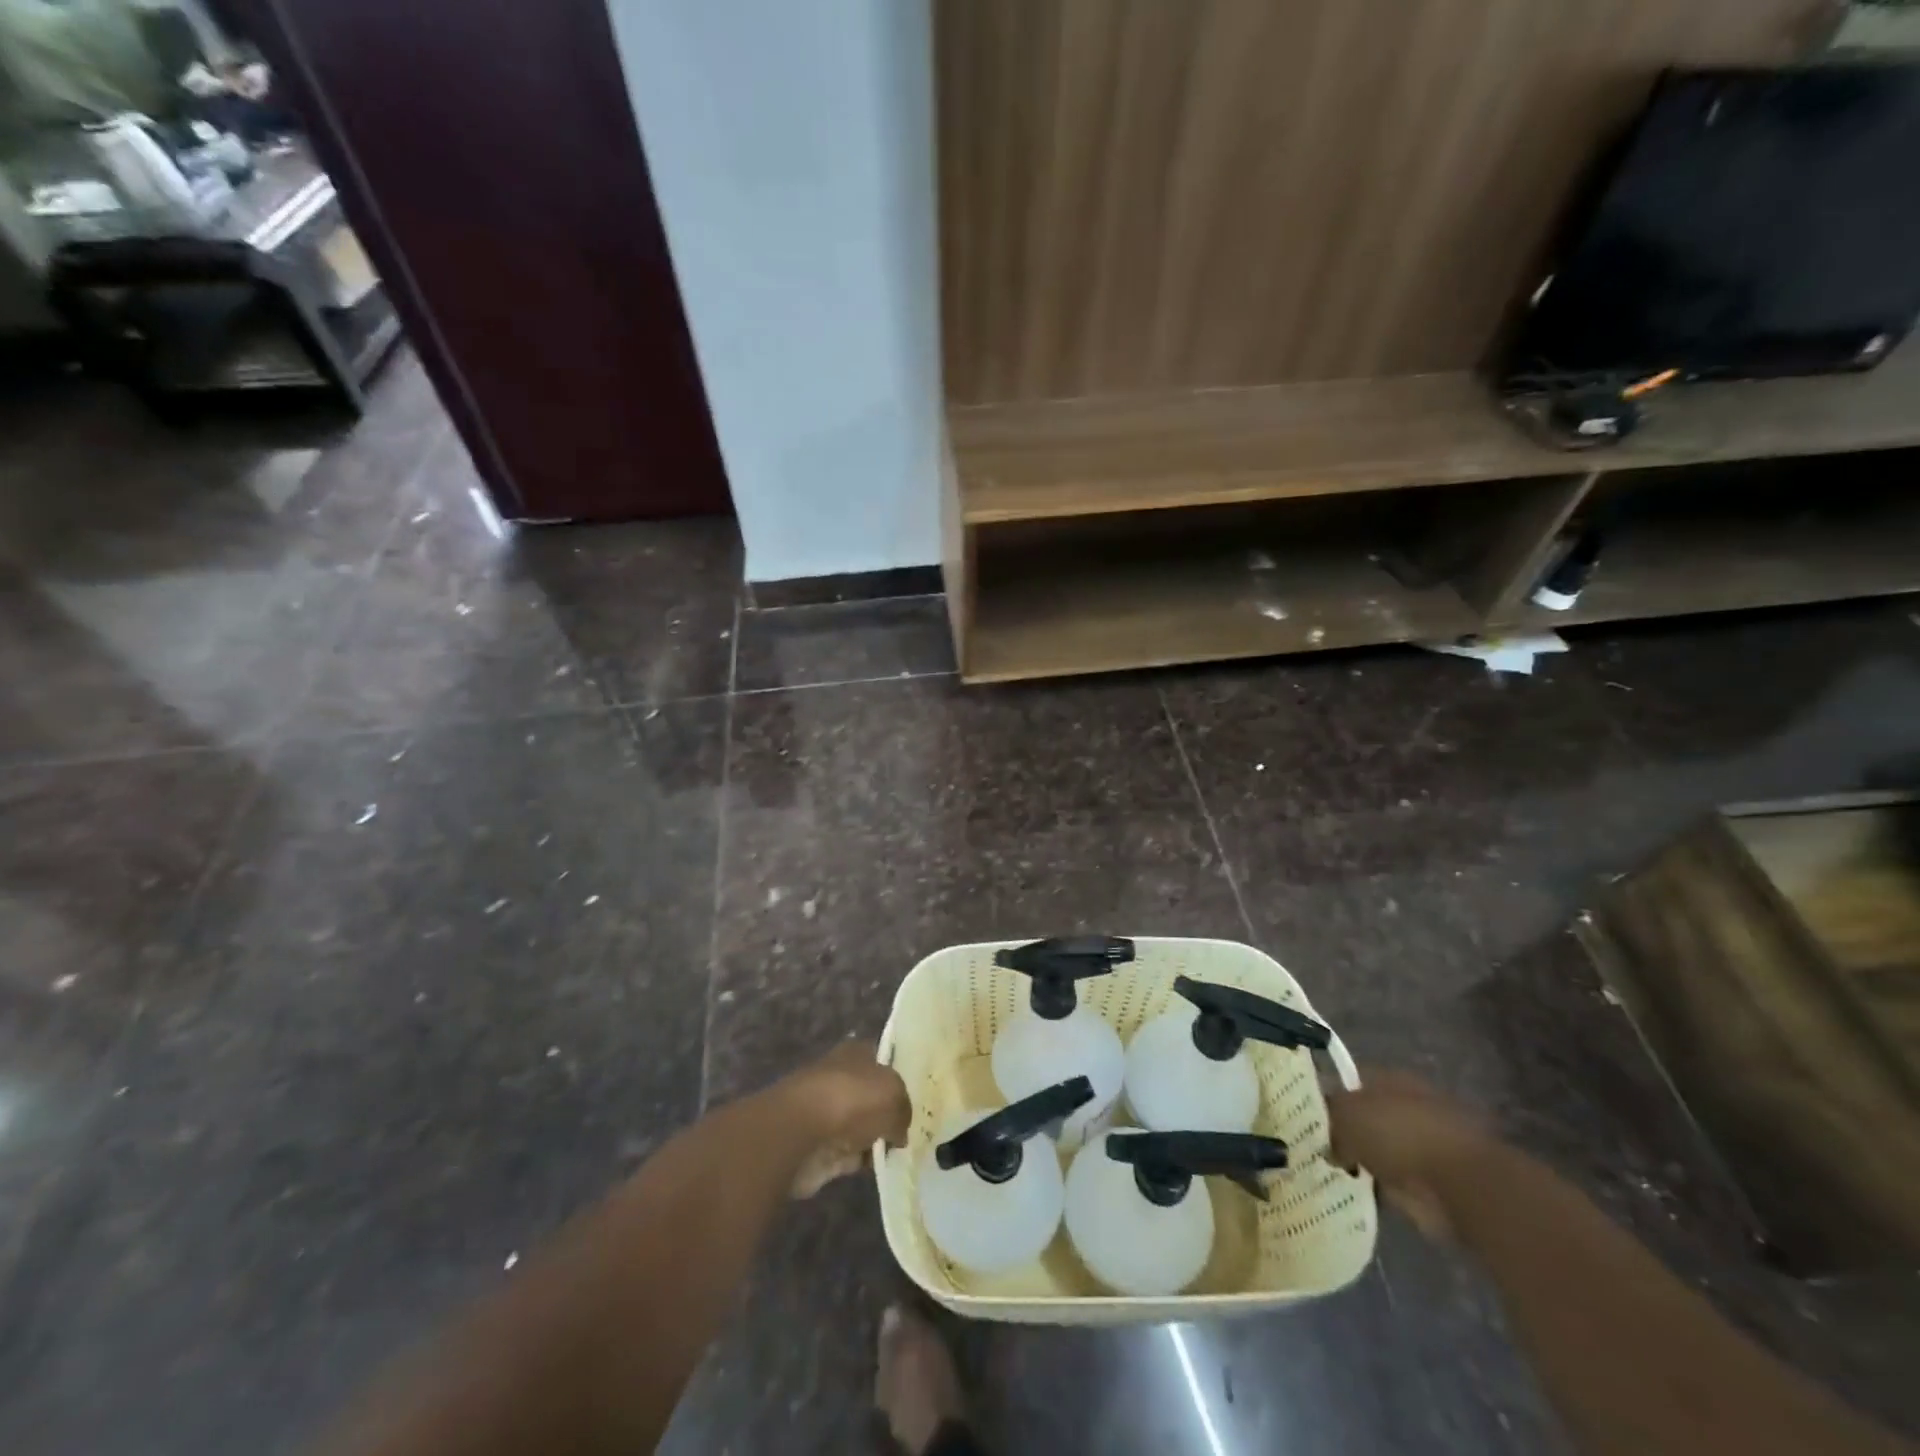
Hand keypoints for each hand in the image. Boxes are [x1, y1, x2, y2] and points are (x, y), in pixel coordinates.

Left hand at [776, 1042, 910, 1198]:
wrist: (800, 1134)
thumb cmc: (851, 1099)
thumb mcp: (894, 1094)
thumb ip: (904, 1109)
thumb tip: (899, 1130)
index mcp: (855, 1053)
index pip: (880, 1058)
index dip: (897, 1073)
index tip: (916, 1094)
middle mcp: (840, 1079)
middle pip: (870, 1094)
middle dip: (887, 1110)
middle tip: (912, 1127)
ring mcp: (827, 1115)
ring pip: (860, 1126)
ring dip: (875, 1139)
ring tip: (903, 1152)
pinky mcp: (819, 1148)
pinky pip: (850, 1155)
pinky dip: (862, 1162)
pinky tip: (882, 1170)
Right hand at [1328, 1070, 1496, 1240]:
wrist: (1458, 1184)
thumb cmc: (1397, 1134)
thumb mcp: (1346, 1116)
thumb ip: (1330, 1121)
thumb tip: (1330, 1142)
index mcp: (1389, 1078)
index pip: (1351, 1083)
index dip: (1330, 1099)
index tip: (1310, 1119)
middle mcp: (1409, 1105)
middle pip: (1369, 1117)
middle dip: (1349, 1133)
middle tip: (1321, 1149)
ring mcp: (1426, 1143)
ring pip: (1384, 1149)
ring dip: (1368, 1162)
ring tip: (1339, 1176)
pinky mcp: (1437, 1180)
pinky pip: (1399, 1181)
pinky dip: (1385, 1189)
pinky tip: (1364, 1196)